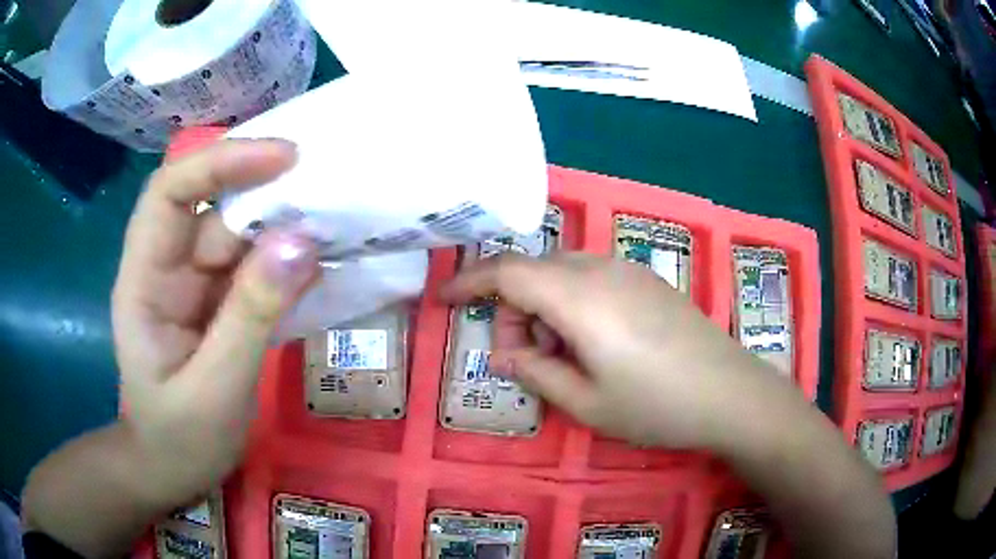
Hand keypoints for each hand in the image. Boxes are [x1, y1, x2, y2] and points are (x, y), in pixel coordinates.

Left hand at [111, 139, 318, 501]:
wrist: (172, 469)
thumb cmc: (180, 439)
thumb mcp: (215, 389)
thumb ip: (252, 316)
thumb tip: (302, 242)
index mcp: (143, 280)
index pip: (170, 192)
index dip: (220, 162)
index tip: (284, 157)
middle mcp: (167, 268)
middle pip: (212, 208)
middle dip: (264, 192)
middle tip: (327, 187)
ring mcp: (195, 285)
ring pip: (239, 237)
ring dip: (284, 229)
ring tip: (338, 226)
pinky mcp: (219, 304)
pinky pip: (255, 269)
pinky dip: (288, 263)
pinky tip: (322, 265)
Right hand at [440, 252, 781, 449]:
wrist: (731, 393)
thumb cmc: (656, 406)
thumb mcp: (586, 403)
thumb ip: (536, 372)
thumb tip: (504, 353)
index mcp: (579, 298)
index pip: (506, 272)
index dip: (468, 282)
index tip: (442, 300)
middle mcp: (600, 269)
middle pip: (532, 271)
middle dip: (511, 307)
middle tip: (522, 356)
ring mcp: (628, 270)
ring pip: (562, 272)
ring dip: (543, 306)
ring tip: (561, 355)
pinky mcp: (647, 279)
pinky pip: (591, 277)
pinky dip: (572, 302)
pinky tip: (592, 341)